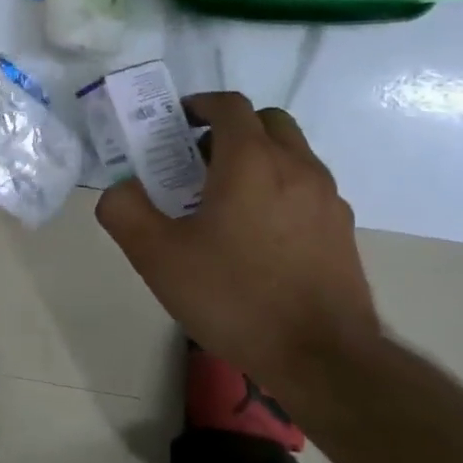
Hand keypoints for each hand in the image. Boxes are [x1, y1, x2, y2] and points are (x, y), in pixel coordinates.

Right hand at [95, 92, 379, 389]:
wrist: (321, 358)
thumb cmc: (234, 296)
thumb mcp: (156, 256)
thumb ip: (124, 211)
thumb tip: (120, 189)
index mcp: (251, 162)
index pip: (229, 106)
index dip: (199, 105)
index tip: (175, 124)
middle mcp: (296, 167)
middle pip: (267, 122)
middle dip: (230, 128)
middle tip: (197, 161)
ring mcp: (327, 199)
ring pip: (291, 154)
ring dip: (257, 158)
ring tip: (224, 200)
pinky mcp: (342, 230)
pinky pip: (306, 188)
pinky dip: (279, 188)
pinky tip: (256, 235)